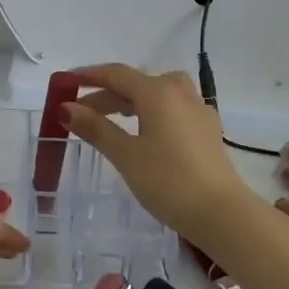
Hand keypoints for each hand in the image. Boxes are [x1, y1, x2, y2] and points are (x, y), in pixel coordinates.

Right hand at [62, 64, 256, 248]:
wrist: (222, 214)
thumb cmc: (168, 181)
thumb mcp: (125, 155)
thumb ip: (96, 128)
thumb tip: (66, 107)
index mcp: (157, 91)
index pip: (116, 74)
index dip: (89, 75)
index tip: (66, 82)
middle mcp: (179, 92)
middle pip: (136, 83)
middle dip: (106, 94)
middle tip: (80, 112)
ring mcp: (197, 110)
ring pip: (157, 94)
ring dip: (131, 102)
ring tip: (111, 118)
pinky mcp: (207, 129)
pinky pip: (173, 108)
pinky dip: (151, 112)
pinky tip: (146, 133)